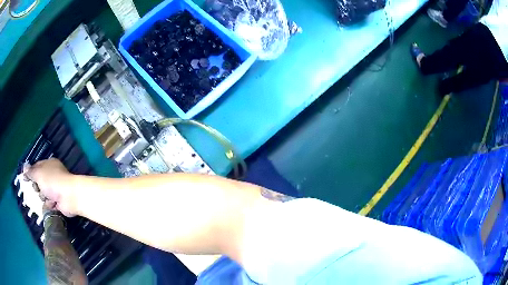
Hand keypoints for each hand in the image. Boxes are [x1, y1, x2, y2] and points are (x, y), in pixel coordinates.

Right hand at [25, 159, 77, 216]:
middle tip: (38, 188)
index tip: (25, 178)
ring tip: (48, 196)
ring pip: (43, 194)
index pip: (36, 167)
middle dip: (37, 187)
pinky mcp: (58, 201)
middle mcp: (52, 176)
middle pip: (39, 182)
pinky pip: (49, 204)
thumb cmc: (52, 181)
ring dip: (44, 197)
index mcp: (49, 164)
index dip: (30, 172)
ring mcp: (56, 189)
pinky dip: (50, 204)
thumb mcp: (38, 173)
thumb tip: (24, 167)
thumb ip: (31, 171)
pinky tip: (53, 203)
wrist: (69, 197)